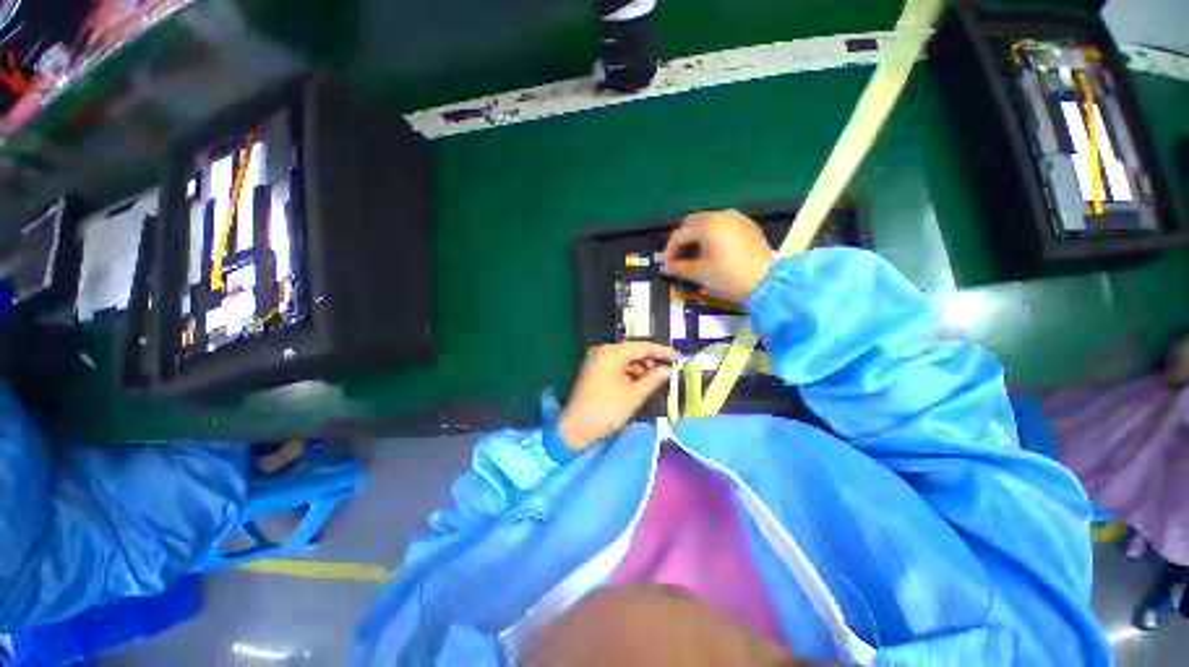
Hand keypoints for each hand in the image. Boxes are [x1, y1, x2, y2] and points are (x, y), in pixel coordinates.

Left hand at [558, 343, 678, 450]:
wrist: (576, 429)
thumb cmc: (606, 410)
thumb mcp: (634, 395)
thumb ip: (653, 379)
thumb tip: (668, 370)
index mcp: (610, 353)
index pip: (641, 347)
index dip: (662, 352)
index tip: (678, 357)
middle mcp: (602, 352)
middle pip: (633, 352)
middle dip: (651, 361)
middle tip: (669, 370)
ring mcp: (597, 362)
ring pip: (625, 361)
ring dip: (641, 369)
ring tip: (657, 379)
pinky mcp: (595, 372)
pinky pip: (617, 368)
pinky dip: (630, 374)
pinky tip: (642, 383)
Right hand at [662, 209, 773, 302]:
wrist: (767, 283)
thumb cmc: (728, 276)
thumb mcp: (700, 273)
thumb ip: (679, 268)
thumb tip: (665, 268)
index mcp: (707, 224)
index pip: (680, 234)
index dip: (670, 250)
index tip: (667, 266)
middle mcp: (721, 215)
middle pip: (693, 223)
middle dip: (682, 240)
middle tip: (678, 259)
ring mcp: (737, 219)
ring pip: (709, 223)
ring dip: (697, 237)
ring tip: (694, 257)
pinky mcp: (748, 227)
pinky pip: (723, 227)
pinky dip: (713, 236)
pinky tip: (712, 252)